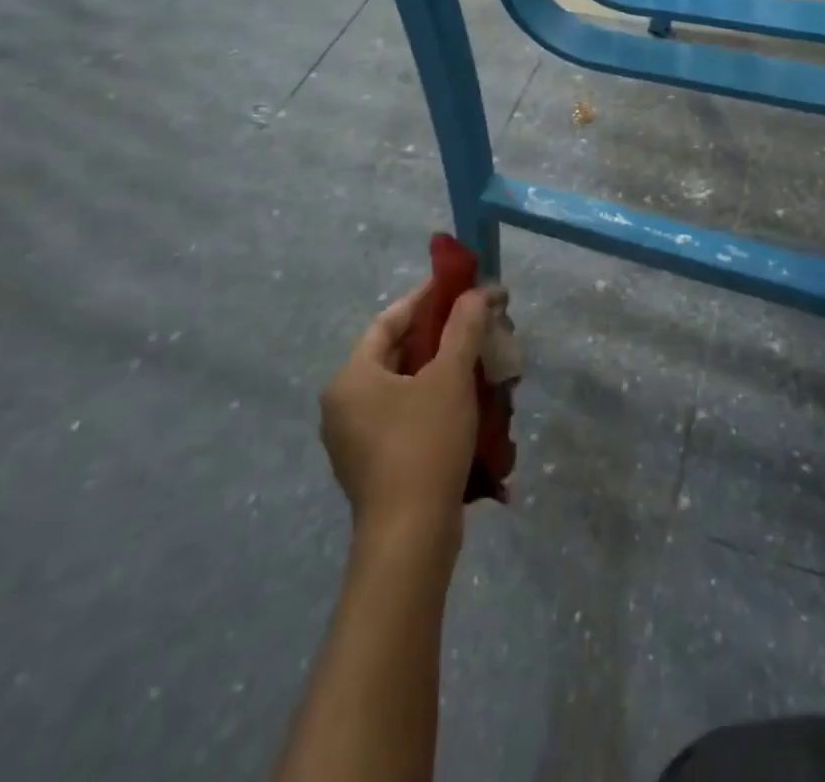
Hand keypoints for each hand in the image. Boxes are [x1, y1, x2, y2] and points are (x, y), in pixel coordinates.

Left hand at [319, 281, 496, 558]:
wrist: (411, 540)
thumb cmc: (424, 445)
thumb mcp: (450, 377)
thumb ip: (464, 327)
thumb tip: (479, 292)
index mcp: (351, 377)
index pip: (389, 320)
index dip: (425, 298)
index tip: (458, 284)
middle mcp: (344, 404)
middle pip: (397, 353)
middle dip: (441, 335)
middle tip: (477, 321)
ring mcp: (356, 439)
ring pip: (405, 386)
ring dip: (442, 369)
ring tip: (480, 358)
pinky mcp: (375, 465)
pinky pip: (406, 416)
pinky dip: (435, 401)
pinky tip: (469, 402)